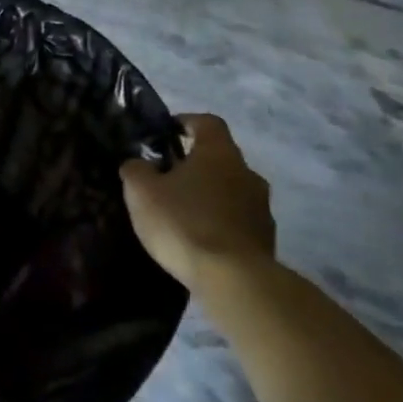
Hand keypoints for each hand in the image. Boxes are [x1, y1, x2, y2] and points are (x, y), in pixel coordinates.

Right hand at [121, 114, 276, 287]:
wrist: (233, 279)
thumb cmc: (184, 223)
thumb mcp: (142, 192)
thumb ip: (136, 170)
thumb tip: (138, 164)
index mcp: (219, 153)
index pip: (207, 122)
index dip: (186, 122)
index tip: (167, 133)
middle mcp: (247, 172)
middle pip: (220, 158)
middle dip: (194, 165)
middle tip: (167, 179)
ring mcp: (261, 207)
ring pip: (230, 190)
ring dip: (209, 195)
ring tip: (183, 214)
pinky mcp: (266, 238)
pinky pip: (238, 220)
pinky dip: (220, 223)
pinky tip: (201, 240)